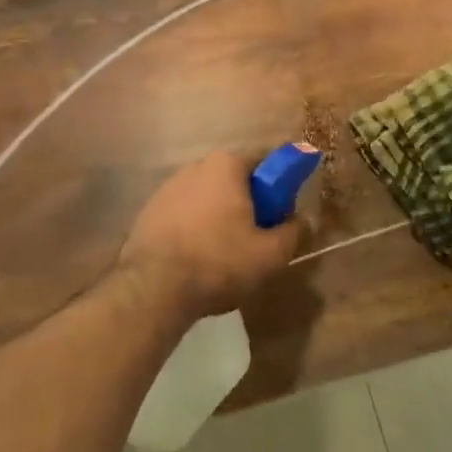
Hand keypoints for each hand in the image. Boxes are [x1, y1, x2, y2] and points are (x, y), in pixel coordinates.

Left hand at [117, 152, 298, 322]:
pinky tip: (196, 258)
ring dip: (219, 217)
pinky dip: (194, 228)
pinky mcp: (149, 209)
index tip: (281, 216)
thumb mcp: (270, 255)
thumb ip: (293, 232)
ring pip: (207, 198)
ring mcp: (168, 186)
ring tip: (224, 255)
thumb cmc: (218, 262)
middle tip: (256, 239)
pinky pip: (184, 213)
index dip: (278, 189)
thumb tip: (302, 220)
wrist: (153, 287)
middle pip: (234, 181)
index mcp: (227, 165)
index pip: (264, 164)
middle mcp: (196, 166)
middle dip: (248, 204)